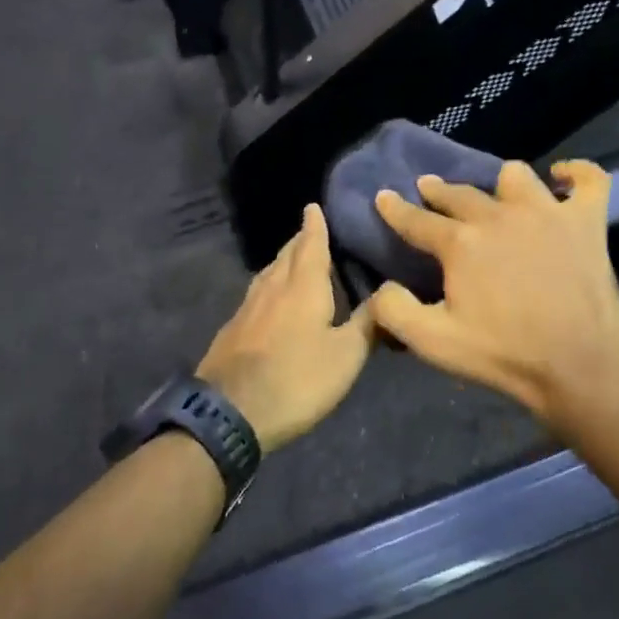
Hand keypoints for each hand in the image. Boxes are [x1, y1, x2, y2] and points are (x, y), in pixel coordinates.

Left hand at [197, 204, 376, 453]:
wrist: (230, 412)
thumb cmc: (297, 379)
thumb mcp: (346, 356)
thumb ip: (368, 323)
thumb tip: (388, 294)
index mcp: (303, 287)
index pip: (311, 245)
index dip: (314, 226)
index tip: (313, 206)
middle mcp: (273, 288)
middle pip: (286, 255)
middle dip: (299, 241)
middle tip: (310, 231)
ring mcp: (248, 308)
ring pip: (268, 273)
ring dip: (282, 261)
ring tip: (293, 259)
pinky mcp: (233, 329)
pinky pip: (256, 294)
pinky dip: (269, 285)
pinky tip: (271, 298)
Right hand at [369, 160, 618, 423]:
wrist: (580, 367)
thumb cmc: (504, 355)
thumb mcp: (433, 342)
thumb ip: (394, 310)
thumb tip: (382, 286)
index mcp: (461, 243)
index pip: (417, 219)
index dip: (395, 208)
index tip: (383, 196)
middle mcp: (500, 216)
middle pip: (459, 193)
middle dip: (438, 190)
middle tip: (428, 189)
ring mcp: (547, 214)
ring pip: (515, 176)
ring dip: (499, 183)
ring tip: (496, 193)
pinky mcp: (586, 223)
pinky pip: (588, 181)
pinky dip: (576, 173)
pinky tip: (562, 176)